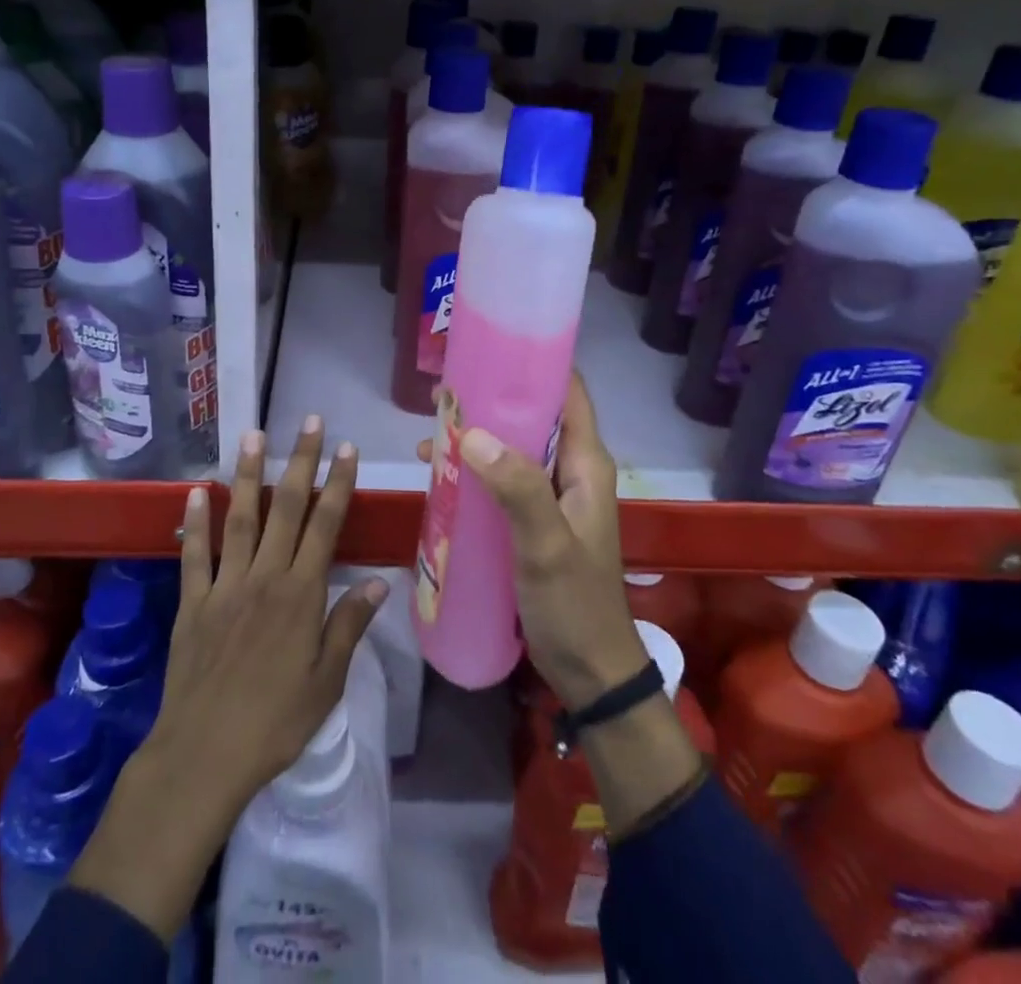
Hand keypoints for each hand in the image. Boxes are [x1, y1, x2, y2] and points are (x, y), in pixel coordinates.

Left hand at [156, 416, 385, 807]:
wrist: (204, 756)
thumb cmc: (276, 723)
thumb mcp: (326, 682)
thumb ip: (349, 625)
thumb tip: (379, 582)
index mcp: (301, 594)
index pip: (325, 525)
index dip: (337, 484)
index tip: (346, 448)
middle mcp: (264, 577)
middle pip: (286, 509)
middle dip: (301, 462)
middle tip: (310, 422)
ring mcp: (225, 585)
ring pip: (240, 518)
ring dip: (248, 475)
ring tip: (253, 435)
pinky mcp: (193, 602)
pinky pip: (194, 554)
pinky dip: (195, 521)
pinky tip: (195, 491)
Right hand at [422, 372, 645, 710]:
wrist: (590, 672)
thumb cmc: (575, 605)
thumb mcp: (546, 547)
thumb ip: (518, 489)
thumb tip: (472, 433)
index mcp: (586, 464)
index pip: (568, 392)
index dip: (534, 364)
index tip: (489, 348)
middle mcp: (572, 470)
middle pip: (533, 415)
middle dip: (490, 398)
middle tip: (441, 391)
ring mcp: (551, 496)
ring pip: (513, 446)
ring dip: (476, 434)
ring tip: (429, 427)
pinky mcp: (533, 519)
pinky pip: (502, 478)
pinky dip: (473, 468)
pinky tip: (437, 471)